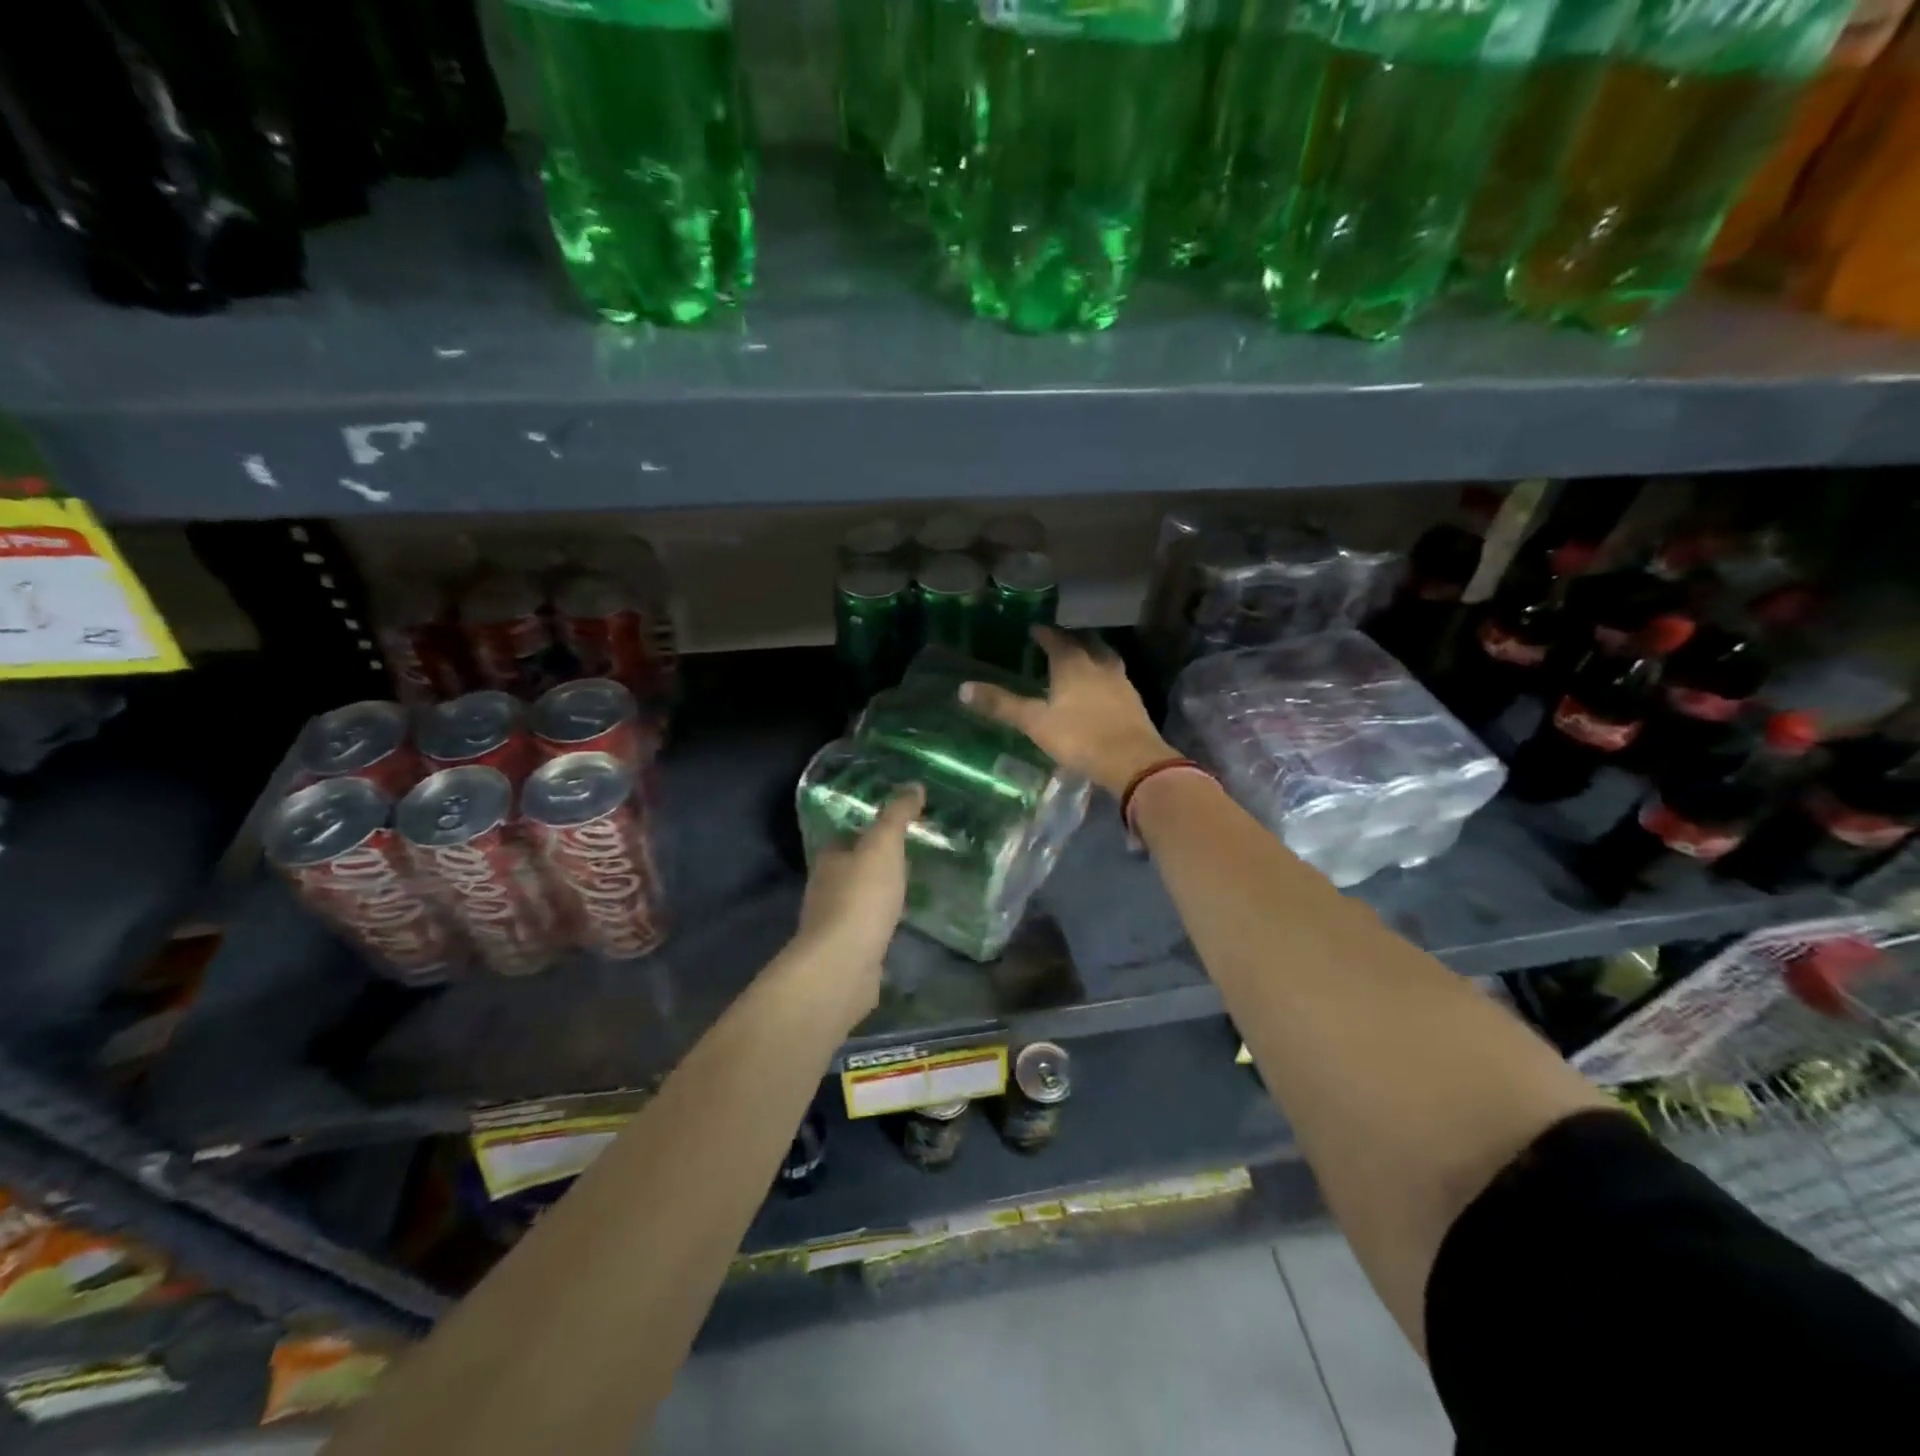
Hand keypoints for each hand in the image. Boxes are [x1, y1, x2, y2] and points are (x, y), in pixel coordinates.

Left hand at [790, 785, 923, 1018]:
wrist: (843, 965)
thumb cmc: (861, 897)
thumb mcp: (883, 846)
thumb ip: (897, 816)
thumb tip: (914, 785)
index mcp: (829, 859)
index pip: (846, 838)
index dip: (868, 832)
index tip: (895, 829)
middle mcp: (825, 888)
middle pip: (851, 869)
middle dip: (874, 865)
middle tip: (909, 858)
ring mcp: (833, 924)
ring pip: (858, 901)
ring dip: (878, 896)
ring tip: (909, 890)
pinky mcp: (846, 952)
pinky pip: (867, 930)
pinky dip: (880, 925)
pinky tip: (899, 925)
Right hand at [961, 627, 1176, 795]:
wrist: (1132, 761)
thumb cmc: (1079, 737)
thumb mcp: (1034, 722)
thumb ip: (1001, 705)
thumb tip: (963, 688)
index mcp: (1073, 663)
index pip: (1056, 639)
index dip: (1044, 633)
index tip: (1034, 629)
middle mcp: (1099, 665)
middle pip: (1086, 643)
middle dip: (1071, 640)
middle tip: (1058, 641)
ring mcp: (1121, 683)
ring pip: (1105, 659)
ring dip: (1092, 655)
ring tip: (1080, 661)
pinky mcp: (1134, 702)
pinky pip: (1116, 680)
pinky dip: (1104, 678)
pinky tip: (1100, 690)